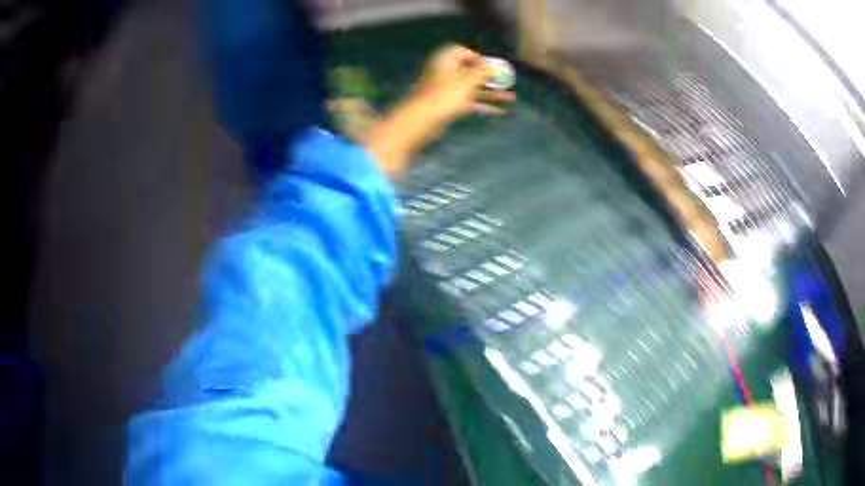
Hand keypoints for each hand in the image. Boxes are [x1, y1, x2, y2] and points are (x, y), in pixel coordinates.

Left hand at [362, 44, 513, 176]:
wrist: (422, 119)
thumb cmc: (444, 94)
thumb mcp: (468, 80)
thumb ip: (483, 72)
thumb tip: (494, 66)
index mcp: (445, 59)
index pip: (462, 51)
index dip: (477, 57)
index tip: (490, 65)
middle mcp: (445, 72)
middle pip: (470, 71)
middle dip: (490, 77)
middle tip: (507, 81)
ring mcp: (446, 90)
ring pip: (473, 88)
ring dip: (491, 92)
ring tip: (511, 98)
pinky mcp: (448, 105)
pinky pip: (469, 102)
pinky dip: (483, 105)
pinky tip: (499, 111)